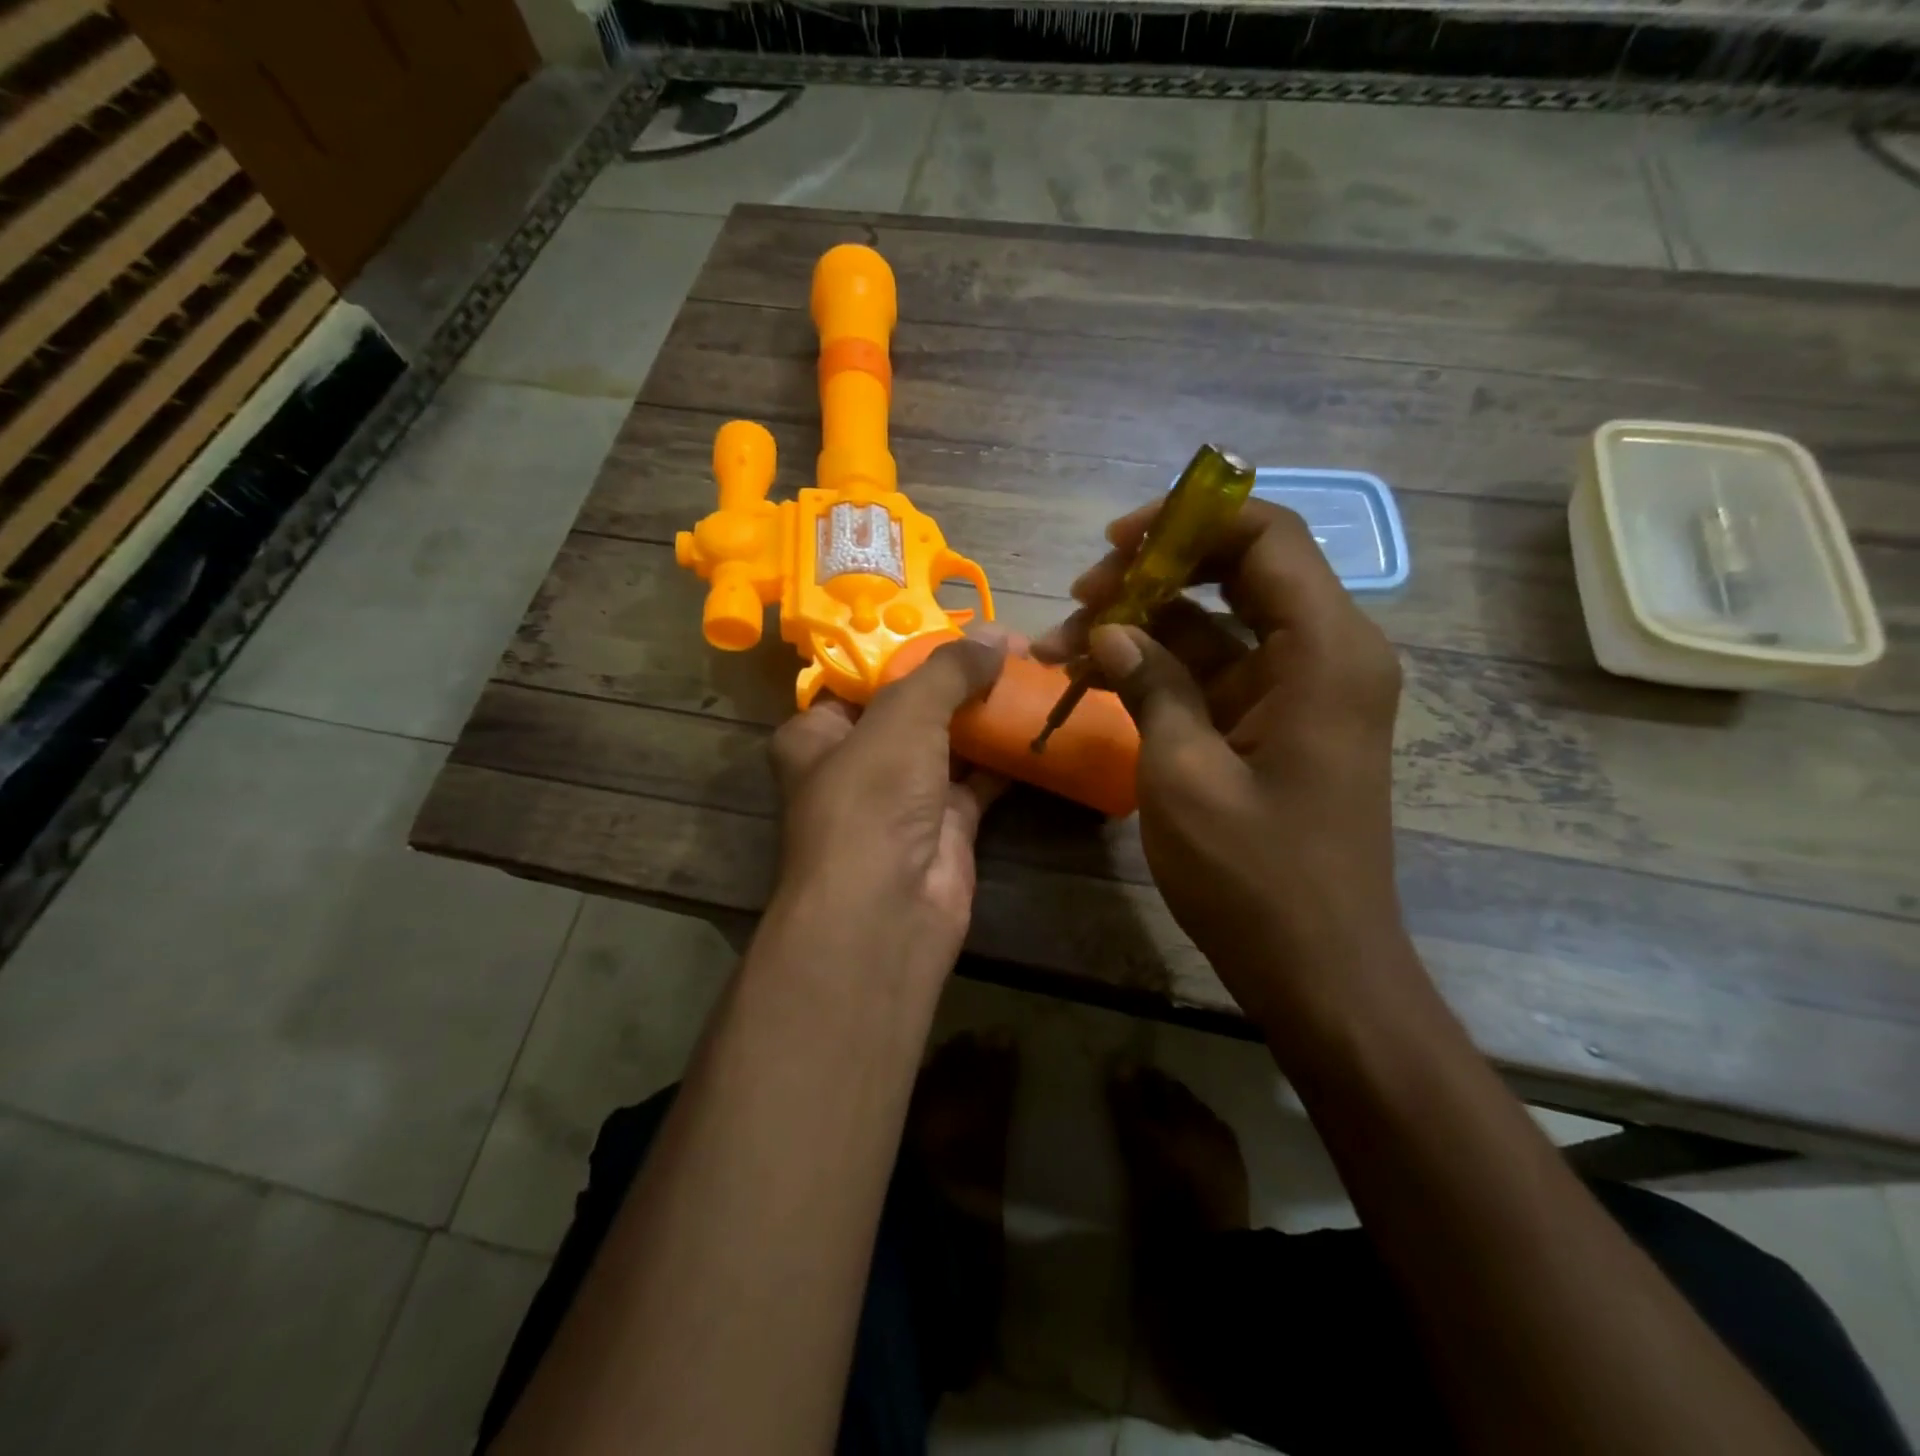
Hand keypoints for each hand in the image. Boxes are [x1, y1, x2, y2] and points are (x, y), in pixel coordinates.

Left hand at [765, 628, 1010, 983]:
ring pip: (949, 742)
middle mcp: (856, 763)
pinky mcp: (945, 825)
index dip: (910, 647)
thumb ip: (947, 670)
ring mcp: (903, 797)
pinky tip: (1038, 722)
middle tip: (1011, 646)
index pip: (862, 676)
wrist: (888, 909)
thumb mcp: (903, 715)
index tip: (960, 625)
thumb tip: (996, 636)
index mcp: (818, 732)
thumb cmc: (872, 796)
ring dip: (986, 713)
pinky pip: (979, 778)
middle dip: (959, 678)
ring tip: (1032, 673)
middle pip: (912, 707)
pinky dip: (1006, 754)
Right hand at [1035, 500, 1405, 1024]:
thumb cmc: (1255, 875)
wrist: (1317, 967)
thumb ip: (1150, 685)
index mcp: (1325, 650)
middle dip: (1153, 573)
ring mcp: (1300, 690)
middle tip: (1079, 599)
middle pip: (1239, 571)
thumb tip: (1109, 630)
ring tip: (1063, 646)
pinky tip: (1095, 678)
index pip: (1267, 536)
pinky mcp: (1276, 723)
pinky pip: (1216, 670)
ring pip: (1217, 623)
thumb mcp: (1184, 774)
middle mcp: (1326, 653)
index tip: (1115, 542)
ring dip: (1143, 626)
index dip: (1188, 519)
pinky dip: (1159, 668)